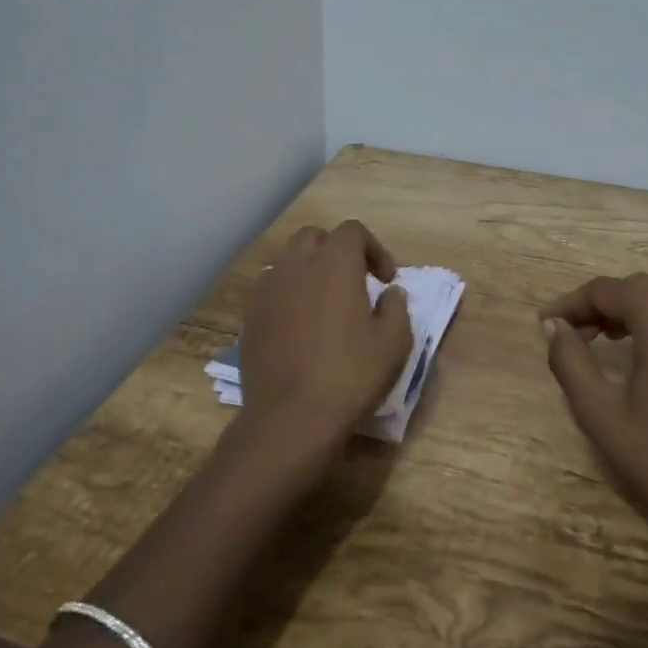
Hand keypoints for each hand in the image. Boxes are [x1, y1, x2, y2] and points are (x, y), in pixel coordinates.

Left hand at [228, 220, 412, 482]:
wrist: (291, 417)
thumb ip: (397, 308)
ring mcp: (267, 288)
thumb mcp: (394, 343)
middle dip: (337, 252)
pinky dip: (288, 294)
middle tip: (354, 283)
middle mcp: (296, 264)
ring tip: (325, 304)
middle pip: (315, 237)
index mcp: (334, 263)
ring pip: (289, 261)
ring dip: (310, 271)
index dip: (374, 249)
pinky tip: (300, 326)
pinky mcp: (250, 315)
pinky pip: (271, 288)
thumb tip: (389, 293)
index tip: (385, 281)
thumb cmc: (350, 376)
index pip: (353, 231)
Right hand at [540, 273, 647, 584]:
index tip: (546, 323)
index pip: (606, 291)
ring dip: (640, 302)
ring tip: (616, 335)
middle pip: (639, 286)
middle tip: (576, 334)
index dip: (572, 303)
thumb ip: (570, 360)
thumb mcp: (598, 412)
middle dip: (603, 303)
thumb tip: (553, 326)